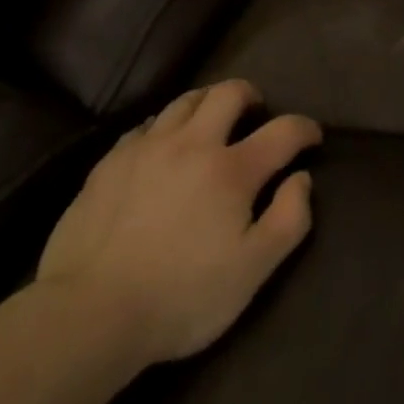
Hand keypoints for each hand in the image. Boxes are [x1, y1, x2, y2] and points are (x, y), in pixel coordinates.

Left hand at [34, 79, 318, 365]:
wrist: (91, 310)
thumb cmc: (181, 297)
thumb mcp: (252, 271)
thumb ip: (288, 220)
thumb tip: (302, 178)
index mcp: (231, 170)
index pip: (282, 131)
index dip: (304, 128)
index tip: (312, 135)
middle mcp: (192, 143)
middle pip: (228, 93)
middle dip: (250, 94)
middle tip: (256, 109)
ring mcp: (147, 147)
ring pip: (184, 100)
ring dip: (207, 101)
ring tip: (211, 117)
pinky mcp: (111, 160)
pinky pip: (147, 125)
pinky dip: (165, 125)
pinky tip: (162, 145)